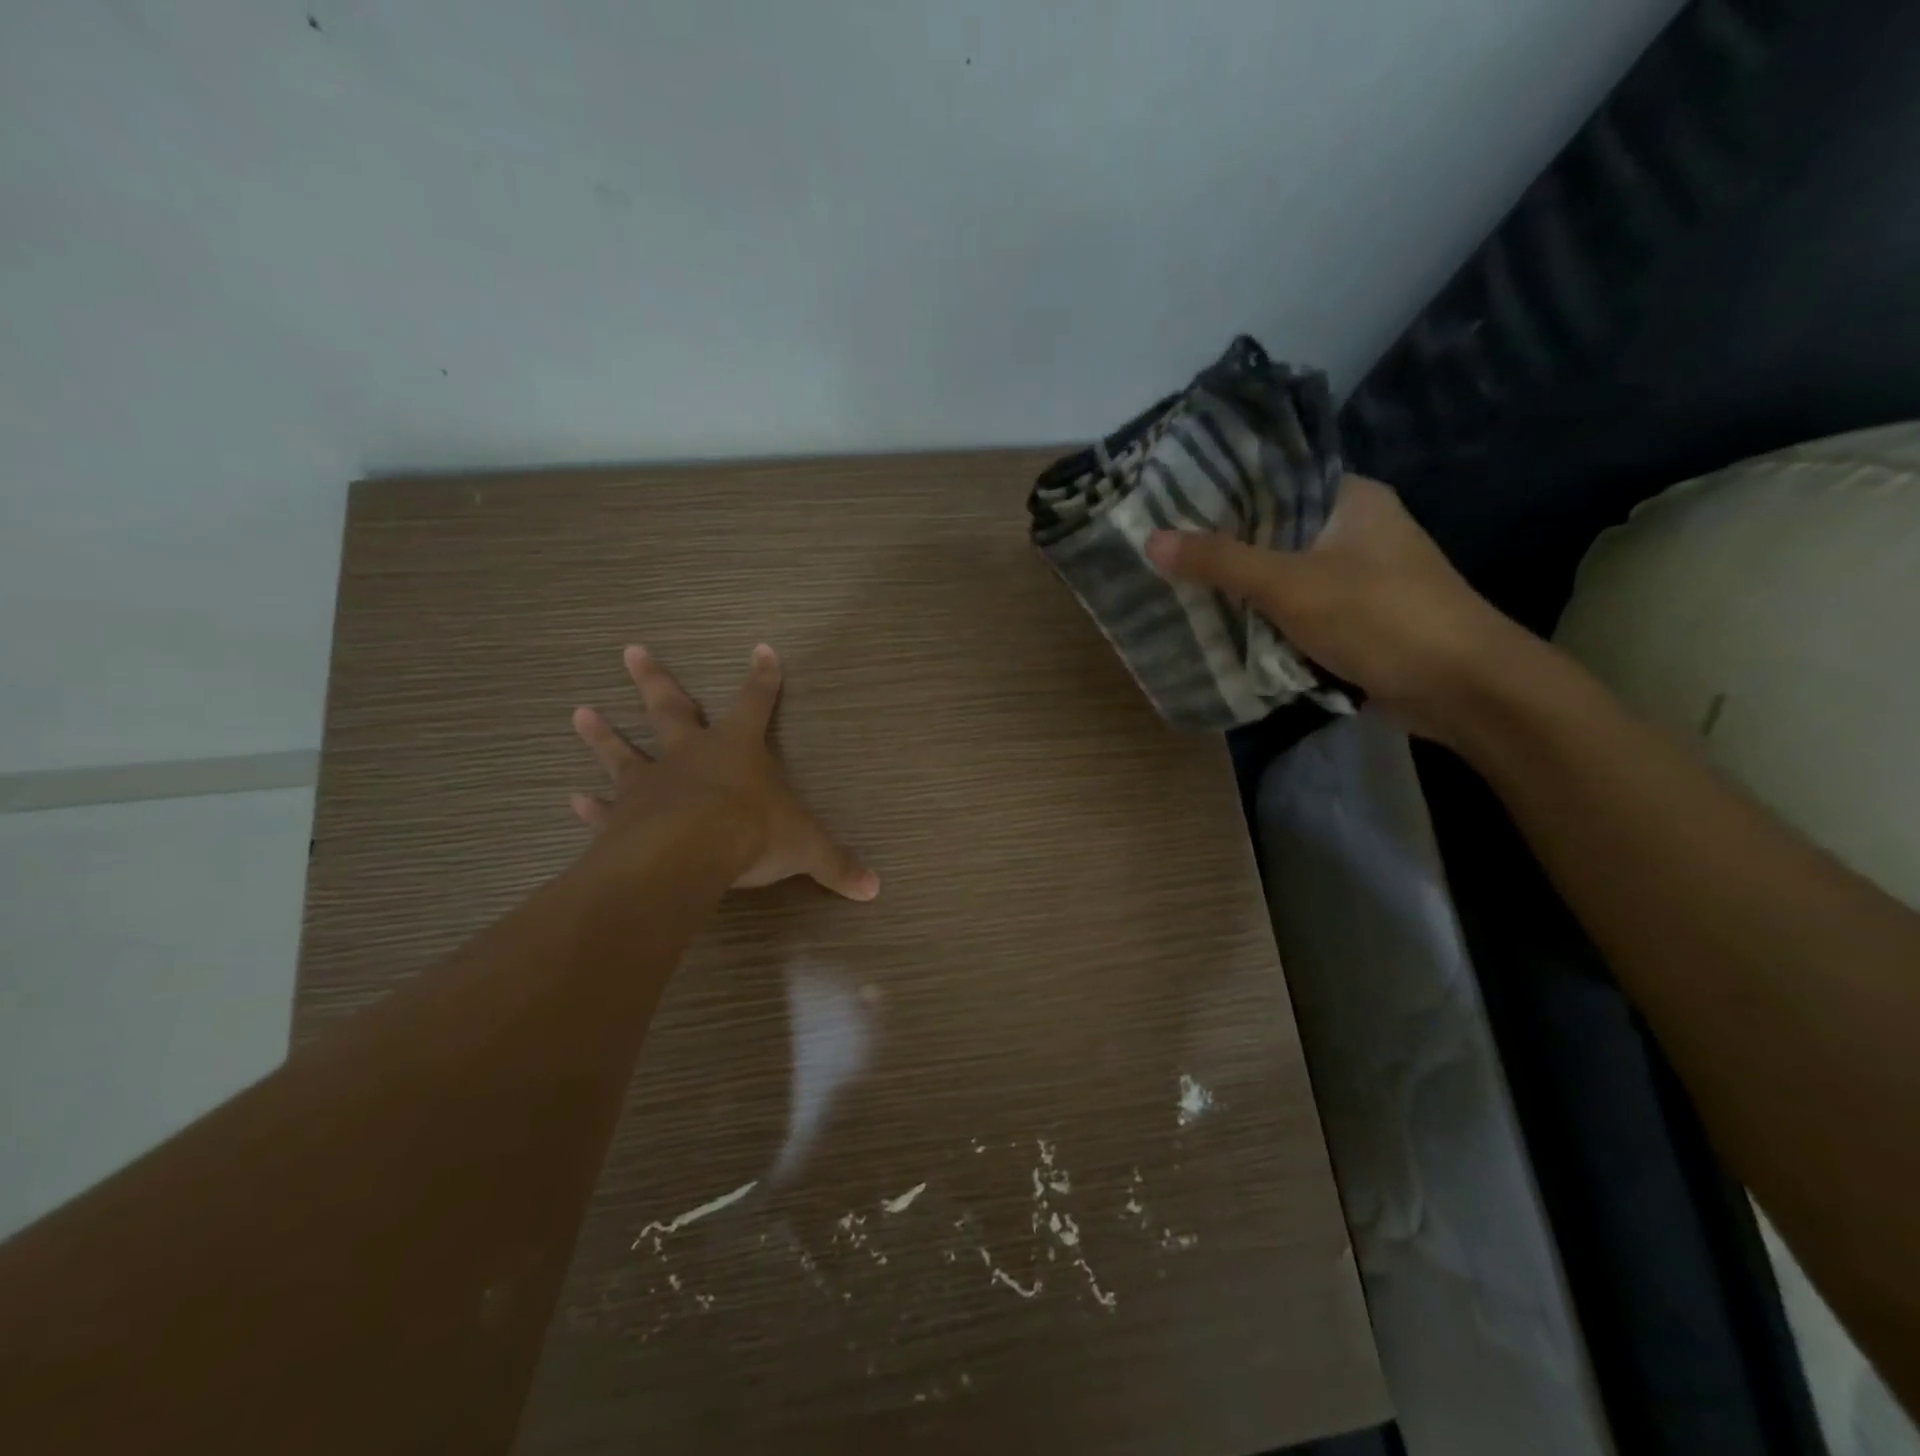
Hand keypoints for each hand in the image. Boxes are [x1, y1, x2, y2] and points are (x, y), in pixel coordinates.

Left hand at [569, 644, 879, 899]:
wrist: (688, 851)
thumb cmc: (752, 832)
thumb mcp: (807, 848)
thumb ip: (837, 865)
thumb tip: (874, 888)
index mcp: (738, 748)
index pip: (756, 702)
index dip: (763, 677)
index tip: (761, 649)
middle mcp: (690, 754)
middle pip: (671, 707)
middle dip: (654, 679)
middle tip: (630, 650)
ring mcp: (651, 782)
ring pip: (623, 750)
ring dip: (602, 733)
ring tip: (579, 712)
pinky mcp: (623, 816)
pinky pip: (605, 808)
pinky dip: (590, 806)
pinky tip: (573, 800)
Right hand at [1144, 475, 1527, 742]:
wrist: (1464, 688)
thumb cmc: (1380, 618)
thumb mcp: (1291, 585)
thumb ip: (1221, 562)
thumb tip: (1151, 540)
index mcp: (1348, 499)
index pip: (1271, 479)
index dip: (1217, 492)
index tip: (1165, 505)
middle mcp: (1352, 528)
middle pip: (1271, 530)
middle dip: (1220, 547)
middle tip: (1159, 552)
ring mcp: (1356, 575)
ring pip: (1280, 573)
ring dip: (1239, 587)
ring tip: (1175, 587)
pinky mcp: (1354, 617)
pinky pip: (1294, 608)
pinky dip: (1263, 617)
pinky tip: (1219, 625)